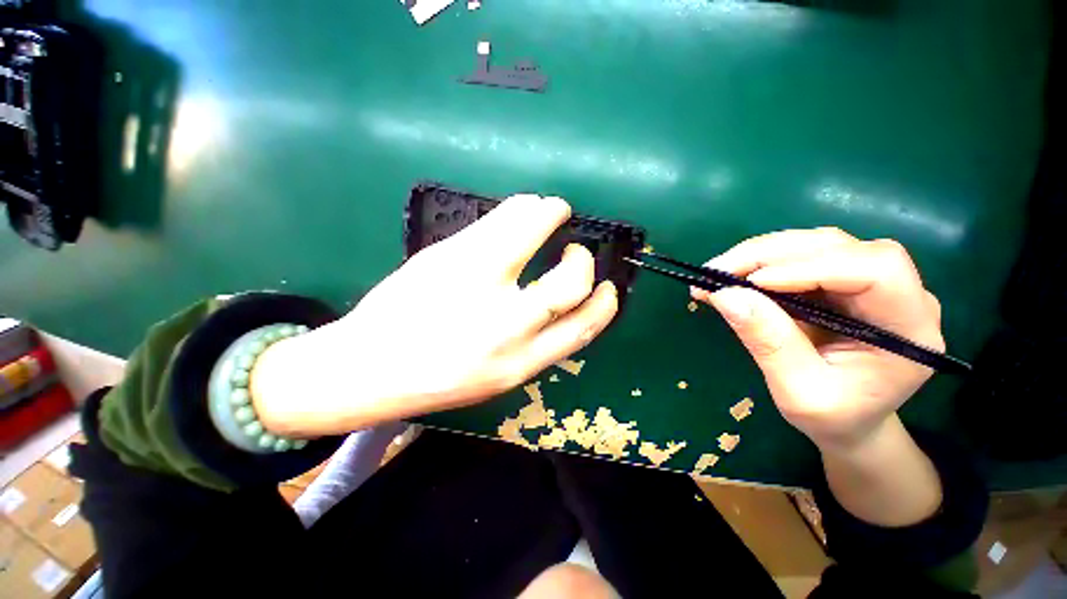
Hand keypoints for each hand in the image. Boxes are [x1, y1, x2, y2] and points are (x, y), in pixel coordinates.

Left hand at [251, 195, 618, 435]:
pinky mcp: (448, 254)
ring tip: (553, 209)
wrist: (367, 368)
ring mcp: (474, 282)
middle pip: (569, 282)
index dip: (604, 305)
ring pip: (533, 234)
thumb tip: (561, 306)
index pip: (582, 328)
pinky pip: (498, 220)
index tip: (607, 288)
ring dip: (551, 214)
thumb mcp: (497, 377)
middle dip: (582, 262)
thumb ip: (534, 344)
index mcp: (519, 363)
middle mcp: (505, 326)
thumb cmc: (436, 379)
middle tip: (577, 251)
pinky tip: (524, 209)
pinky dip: (522, 208)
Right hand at [692, 228, 943, 451]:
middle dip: (772, 254)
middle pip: (839, 247)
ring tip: (720, 271)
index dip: (814, 266)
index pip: (876, 270)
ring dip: (762, 253)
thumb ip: (769, 343)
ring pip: (817, 244)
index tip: (754, 282)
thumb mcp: (798, 392)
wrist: (850, 424)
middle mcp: (899, 293)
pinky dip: (762, 261)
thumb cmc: (834, 419)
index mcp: (909, 328)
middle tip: (718, 270)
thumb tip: (725, 295)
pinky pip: (802, 256)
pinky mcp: (842, 281)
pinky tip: (736, 274)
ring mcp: (870, 283)